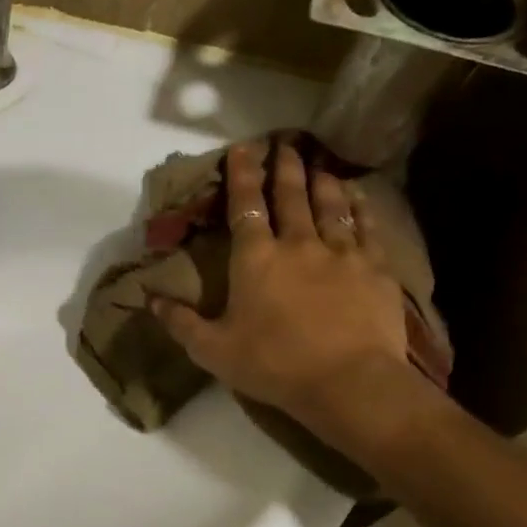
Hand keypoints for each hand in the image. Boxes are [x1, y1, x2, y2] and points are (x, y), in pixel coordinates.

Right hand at [150, 138, 427, 451]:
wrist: (348, 382)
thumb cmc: (272, 364)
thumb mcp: (212, 349)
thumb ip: (181, 322)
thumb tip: (151, 299)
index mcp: (255, 258)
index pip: (245, 206)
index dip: (242, 175)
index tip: (243, 148)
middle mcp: (297, 244)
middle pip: (291, 196)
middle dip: (285, 168)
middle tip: (285, 144)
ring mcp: (341, 253)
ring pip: (330, 205)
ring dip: (322, 180)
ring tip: (319, 163)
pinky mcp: (375, 269)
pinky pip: (367, 228)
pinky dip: (361, 207)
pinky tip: (359, 195)